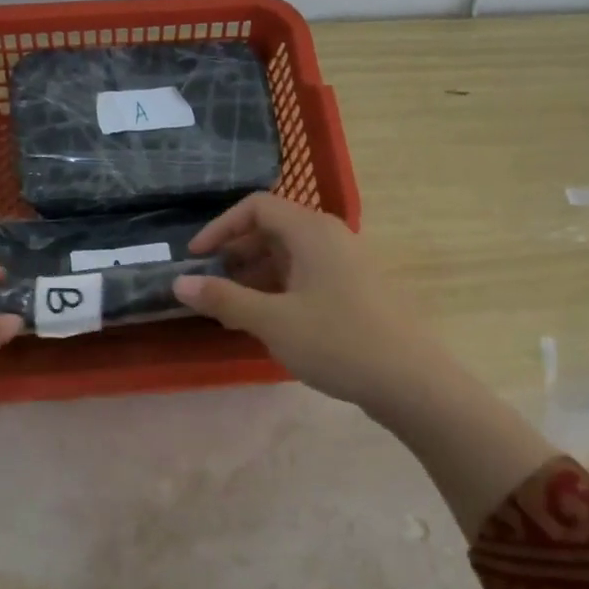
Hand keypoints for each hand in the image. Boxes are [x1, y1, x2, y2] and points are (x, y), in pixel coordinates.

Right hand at [178, 193, 557, 537]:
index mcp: (311, 231)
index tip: (195, 259)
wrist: (410, 381)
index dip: (219, 228)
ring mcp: (346, 264)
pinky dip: (278, 290)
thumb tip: (179, 283)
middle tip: (210, 287)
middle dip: (235, 255)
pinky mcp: (354, 290)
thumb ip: (223, 299)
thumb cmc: (337, 341)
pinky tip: (265, 322)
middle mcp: (331, 237)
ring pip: (289, 256)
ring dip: (254, 277)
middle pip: (272, 229)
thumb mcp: (272, 321)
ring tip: (231, 312)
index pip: (256, 207)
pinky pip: (306, 277)